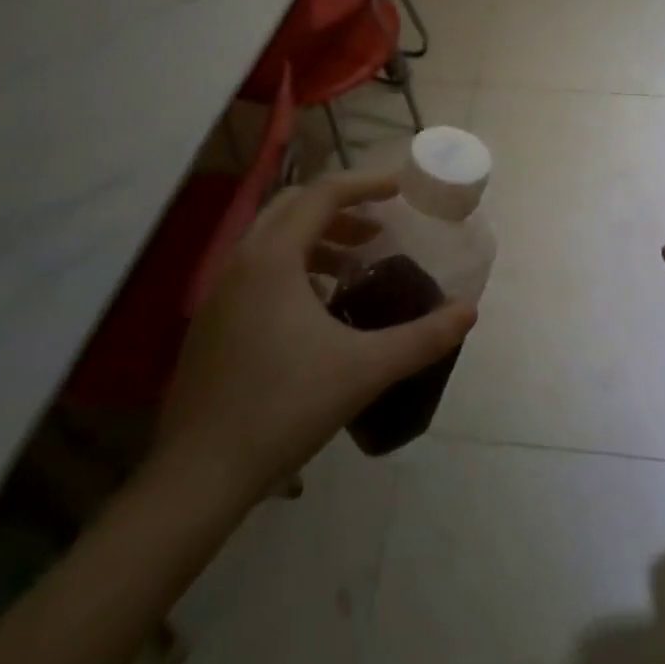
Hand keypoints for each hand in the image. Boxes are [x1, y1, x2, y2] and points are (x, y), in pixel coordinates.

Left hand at [146, 171, 476, 509]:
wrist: (196, 478)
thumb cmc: (283, 408)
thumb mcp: (364, 369)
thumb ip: (422, 338)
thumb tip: (468, 312)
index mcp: (273, 257)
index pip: (323, 194)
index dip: (365, 184)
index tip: (399, 190)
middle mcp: (241, 262)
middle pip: (294, 207)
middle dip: (340, 209)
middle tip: (377, 230)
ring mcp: (219, 293)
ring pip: (272, 239)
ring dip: (316, 239)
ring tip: (352, 269)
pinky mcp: (211, 323)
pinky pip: (257, 270)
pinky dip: (293, 268)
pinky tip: (317, 311)